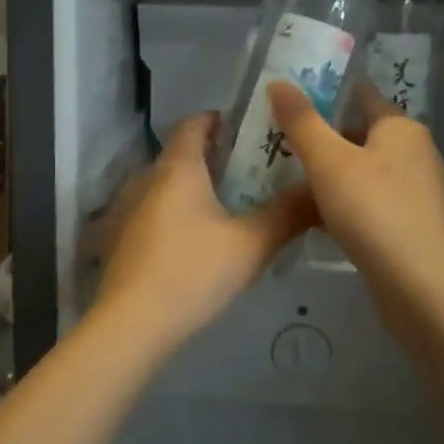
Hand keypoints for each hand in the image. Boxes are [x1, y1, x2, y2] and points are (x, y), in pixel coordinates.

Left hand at [90, 113, 318, 353]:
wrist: (131, 324)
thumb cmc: (192, 271)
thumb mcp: (251, 244)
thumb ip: (288, 214)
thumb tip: (320, 191)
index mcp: (177, 168)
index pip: (192, 123)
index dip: (218, 119)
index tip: (247, 128)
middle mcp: (147, 179)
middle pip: (181, 155)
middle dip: (215, 157)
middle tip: (253, 170)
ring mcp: (129, 210)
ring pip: (167, 186)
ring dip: (196, 188)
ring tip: (232, 206)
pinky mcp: (122, 239)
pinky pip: (156, 211)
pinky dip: (179, 213)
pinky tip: (201, 241)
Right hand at [267, 81, 443, 320]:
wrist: (424, 290)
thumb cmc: (375, 212)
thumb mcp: (329, 161)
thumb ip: (301, 121)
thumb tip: (278, 80)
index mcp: (401, 129)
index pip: (360, 95)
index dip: (325, 92)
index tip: (287, 96)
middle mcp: (414, 154)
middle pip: (358, 135)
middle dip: (319, 138)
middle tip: (275, 142)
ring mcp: (414, 193)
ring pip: (360, 172)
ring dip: (327, 175)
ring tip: (285, 178)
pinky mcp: (409, 226)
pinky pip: (367, 202)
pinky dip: (341, 204)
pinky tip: (313, 218)